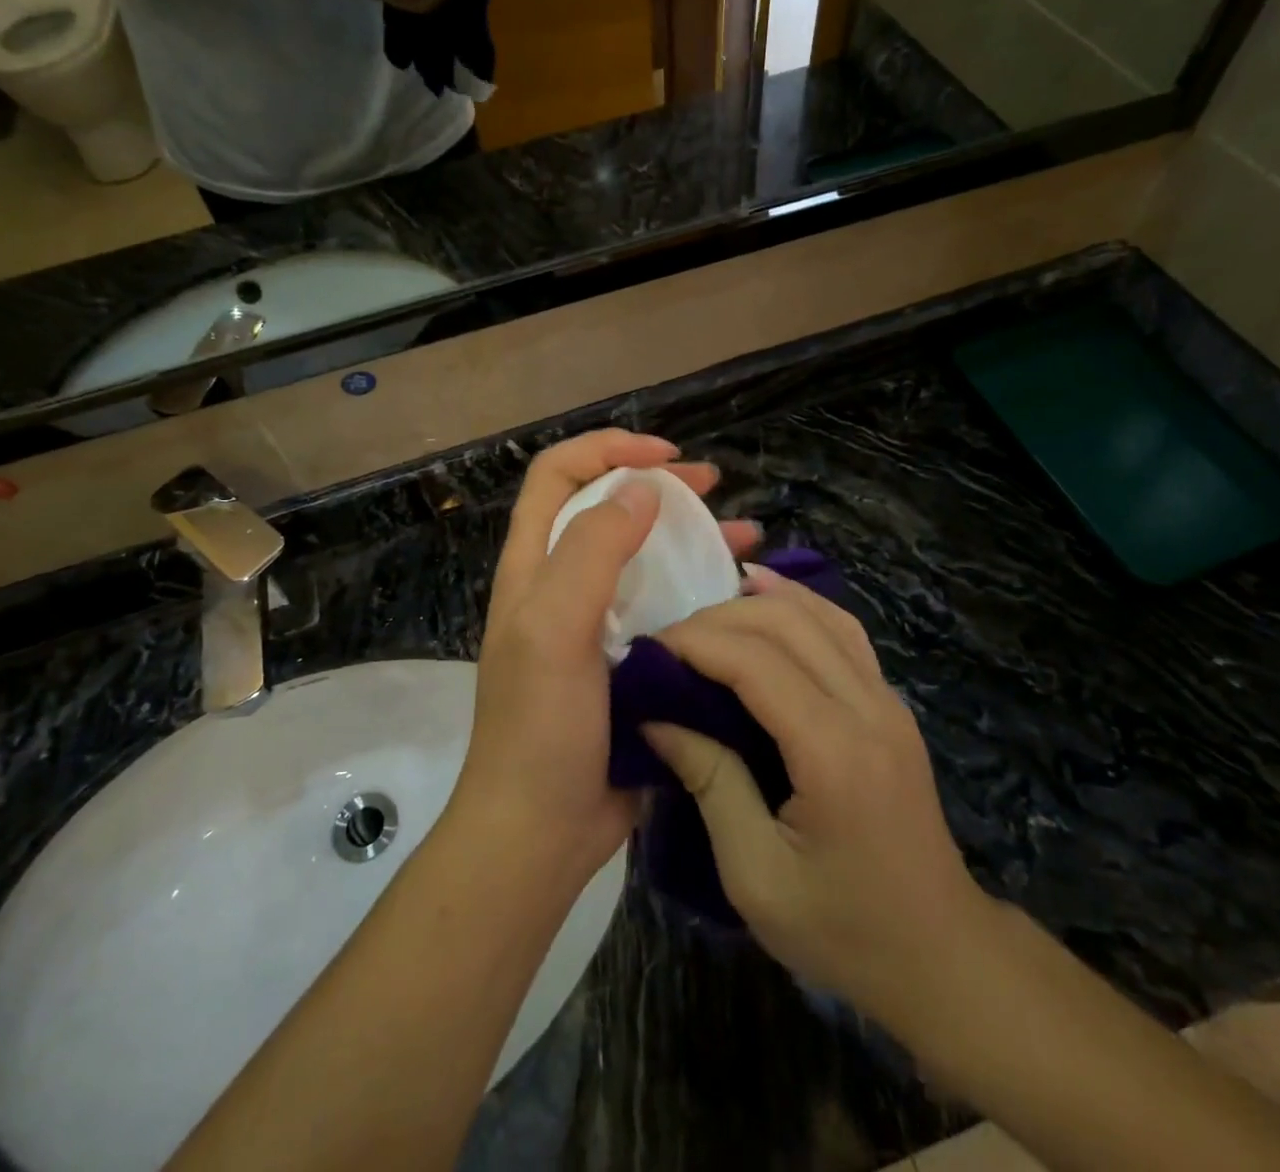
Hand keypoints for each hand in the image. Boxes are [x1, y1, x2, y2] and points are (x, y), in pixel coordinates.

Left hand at [458, 431, 760, 885]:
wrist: (543, 829)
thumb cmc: (542, 727)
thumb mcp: (555, 628)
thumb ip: (591, 551)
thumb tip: (641, 491)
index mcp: (534, 566)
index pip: (559, 475)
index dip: (608, 449)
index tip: (665, 458)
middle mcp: (562, 584)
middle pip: (607, 507)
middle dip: (657, 485)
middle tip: (711, 485)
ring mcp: (597, 622)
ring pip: (645, 555)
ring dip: (690, 535)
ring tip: (745, 534)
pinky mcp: (628, 657)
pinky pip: (668, 605)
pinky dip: (701, 588)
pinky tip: (743, 593)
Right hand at [643, 568, 990, 1020]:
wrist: (940, 955)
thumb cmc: (842, 929)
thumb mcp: (755, 875)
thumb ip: (709, 782)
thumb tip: (655, 716)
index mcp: (834, 753)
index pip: (754, 661)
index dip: (695, 643)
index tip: (645, 652)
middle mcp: (868, 708)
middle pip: (786, 622)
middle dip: (716, 619)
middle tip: (666, 644)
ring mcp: (887, 700)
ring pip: (818, 614)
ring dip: (755, 604)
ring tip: (702, 618)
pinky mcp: (890, 703)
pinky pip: (841, 630)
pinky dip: (798, 604)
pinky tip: (765, 595)